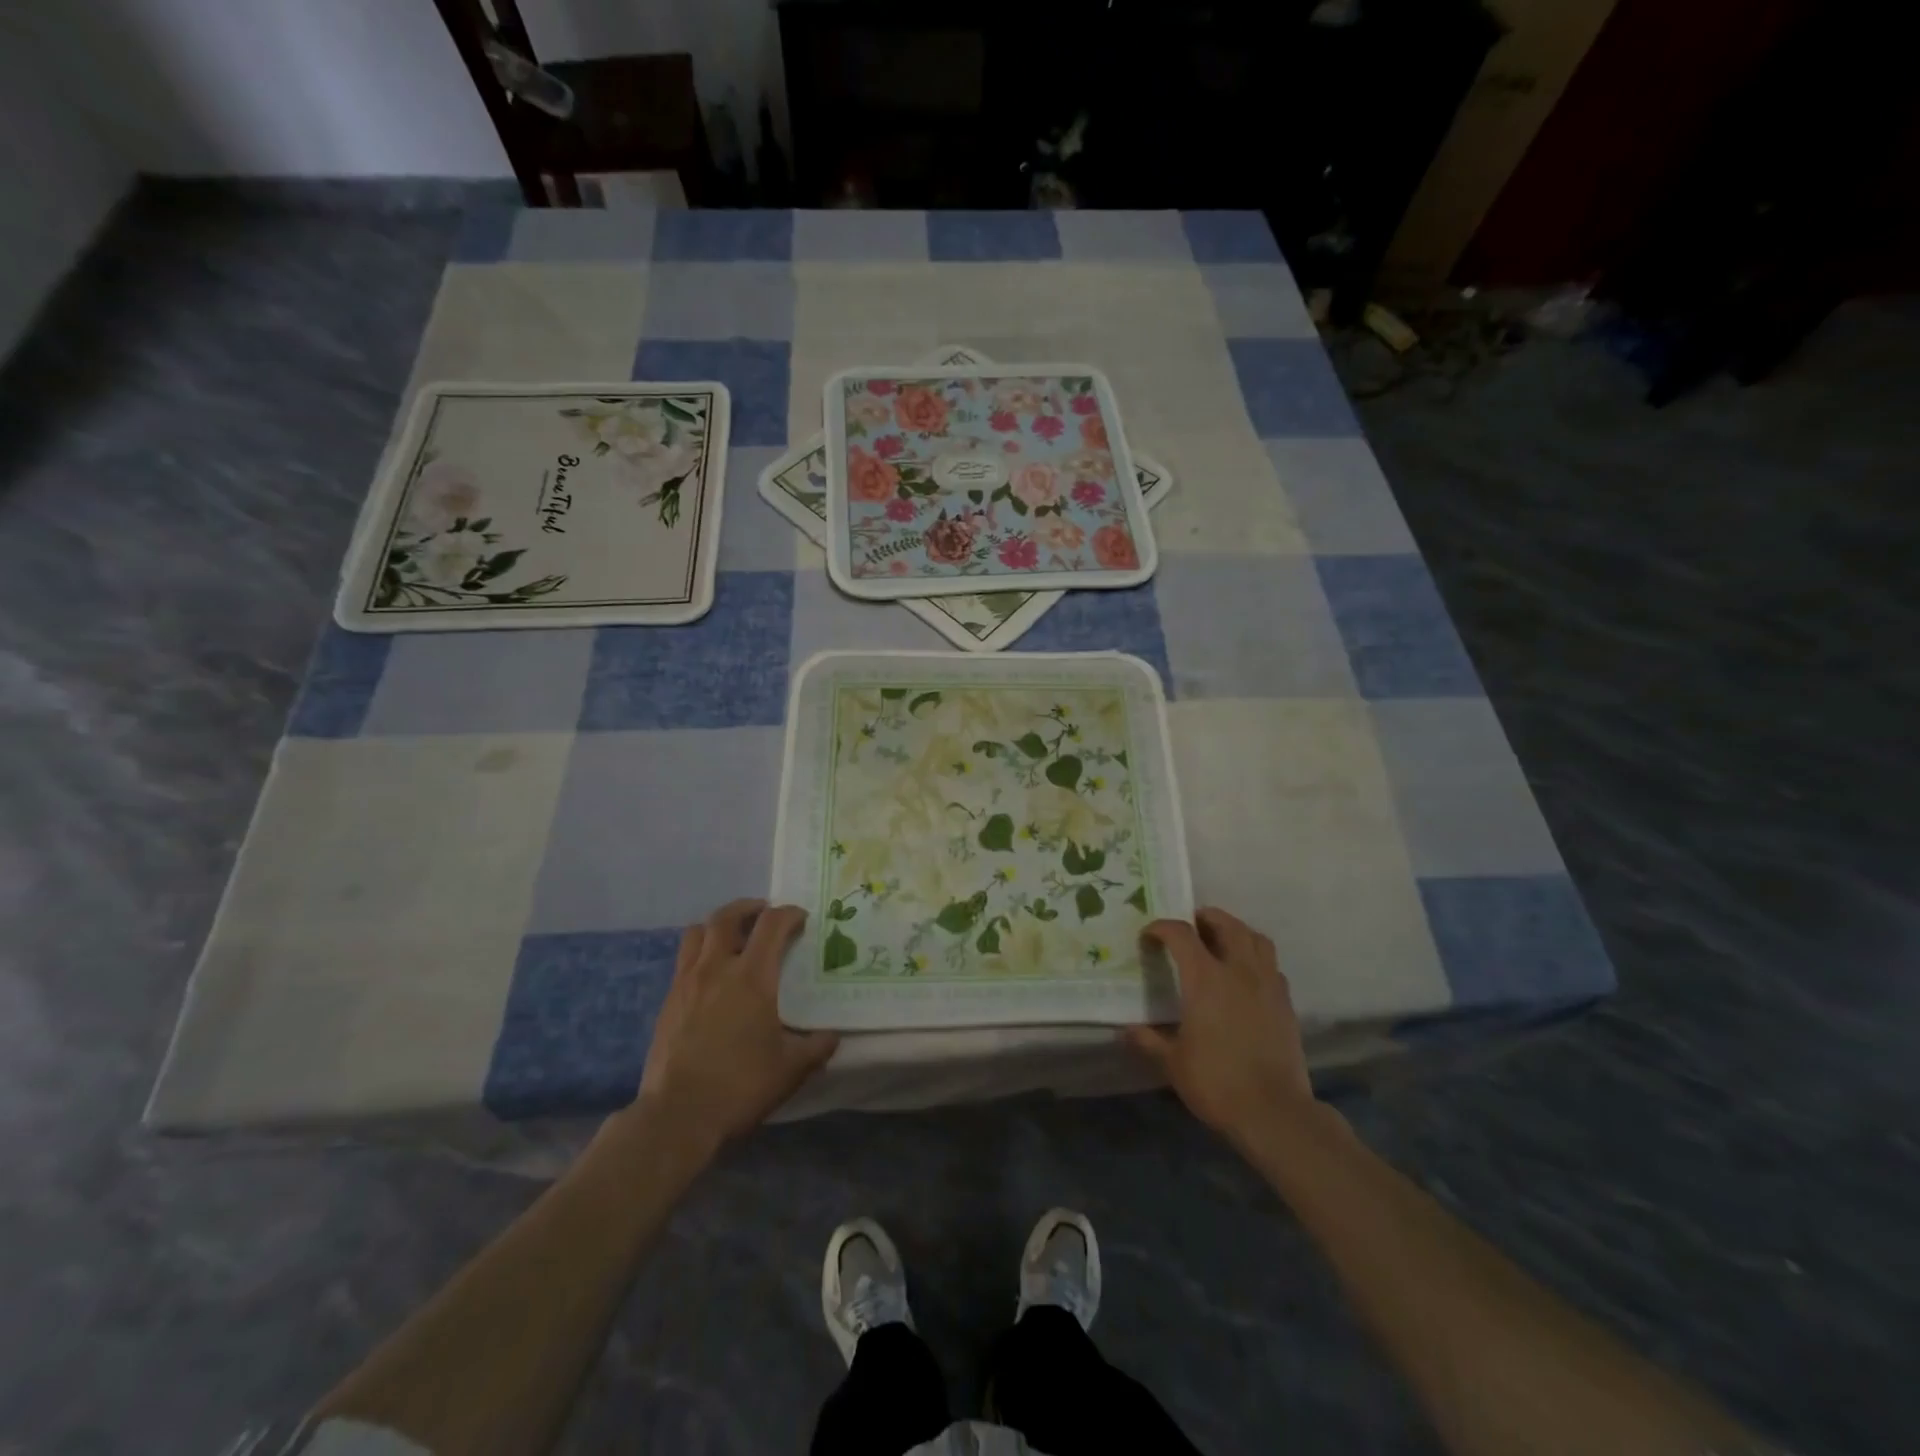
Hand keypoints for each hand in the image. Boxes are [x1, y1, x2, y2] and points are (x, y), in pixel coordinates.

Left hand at [636, 899, 837, 1149]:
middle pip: (727, 916)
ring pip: (697, 932)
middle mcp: (716, 968)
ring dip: (718, 925)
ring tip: (734, 937)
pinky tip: (712, 976)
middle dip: (749, 907)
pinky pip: (683, 960)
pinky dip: (700, 953)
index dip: (789, 914)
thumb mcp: (791, 1069)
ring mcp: (687, 982)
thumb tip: (833, 1036)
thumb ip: (816, 1047)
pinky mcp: (668, 1001)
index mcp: (752, 977)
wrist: (677, 1116)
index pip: (772, 924)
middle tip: (765, 913)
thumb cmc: (740, 1085)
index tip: (801, 918)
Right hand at [1126, 907, 1314, 1153]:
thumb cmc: (1217, 1082)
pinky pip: (1271, 965)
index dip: (1161, 928)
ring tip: (1221, 941)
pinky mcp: (1286, 1003)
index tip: (1149, 936)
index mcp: (1205, 978)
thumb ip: (1148, 1040)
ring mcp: (1267, 984)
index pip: (1181, 934)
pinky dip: (1255, 958)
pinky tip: (1246, 976)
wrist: (1274, 1112)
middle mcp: (1238, 971)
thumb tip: (1125, 1030)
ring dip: (1236, 930)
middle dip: (1204, 918)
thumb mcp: (1173, 1062)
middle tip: (1189, 927)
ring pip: (1256, 938)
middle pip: (1226, 924)